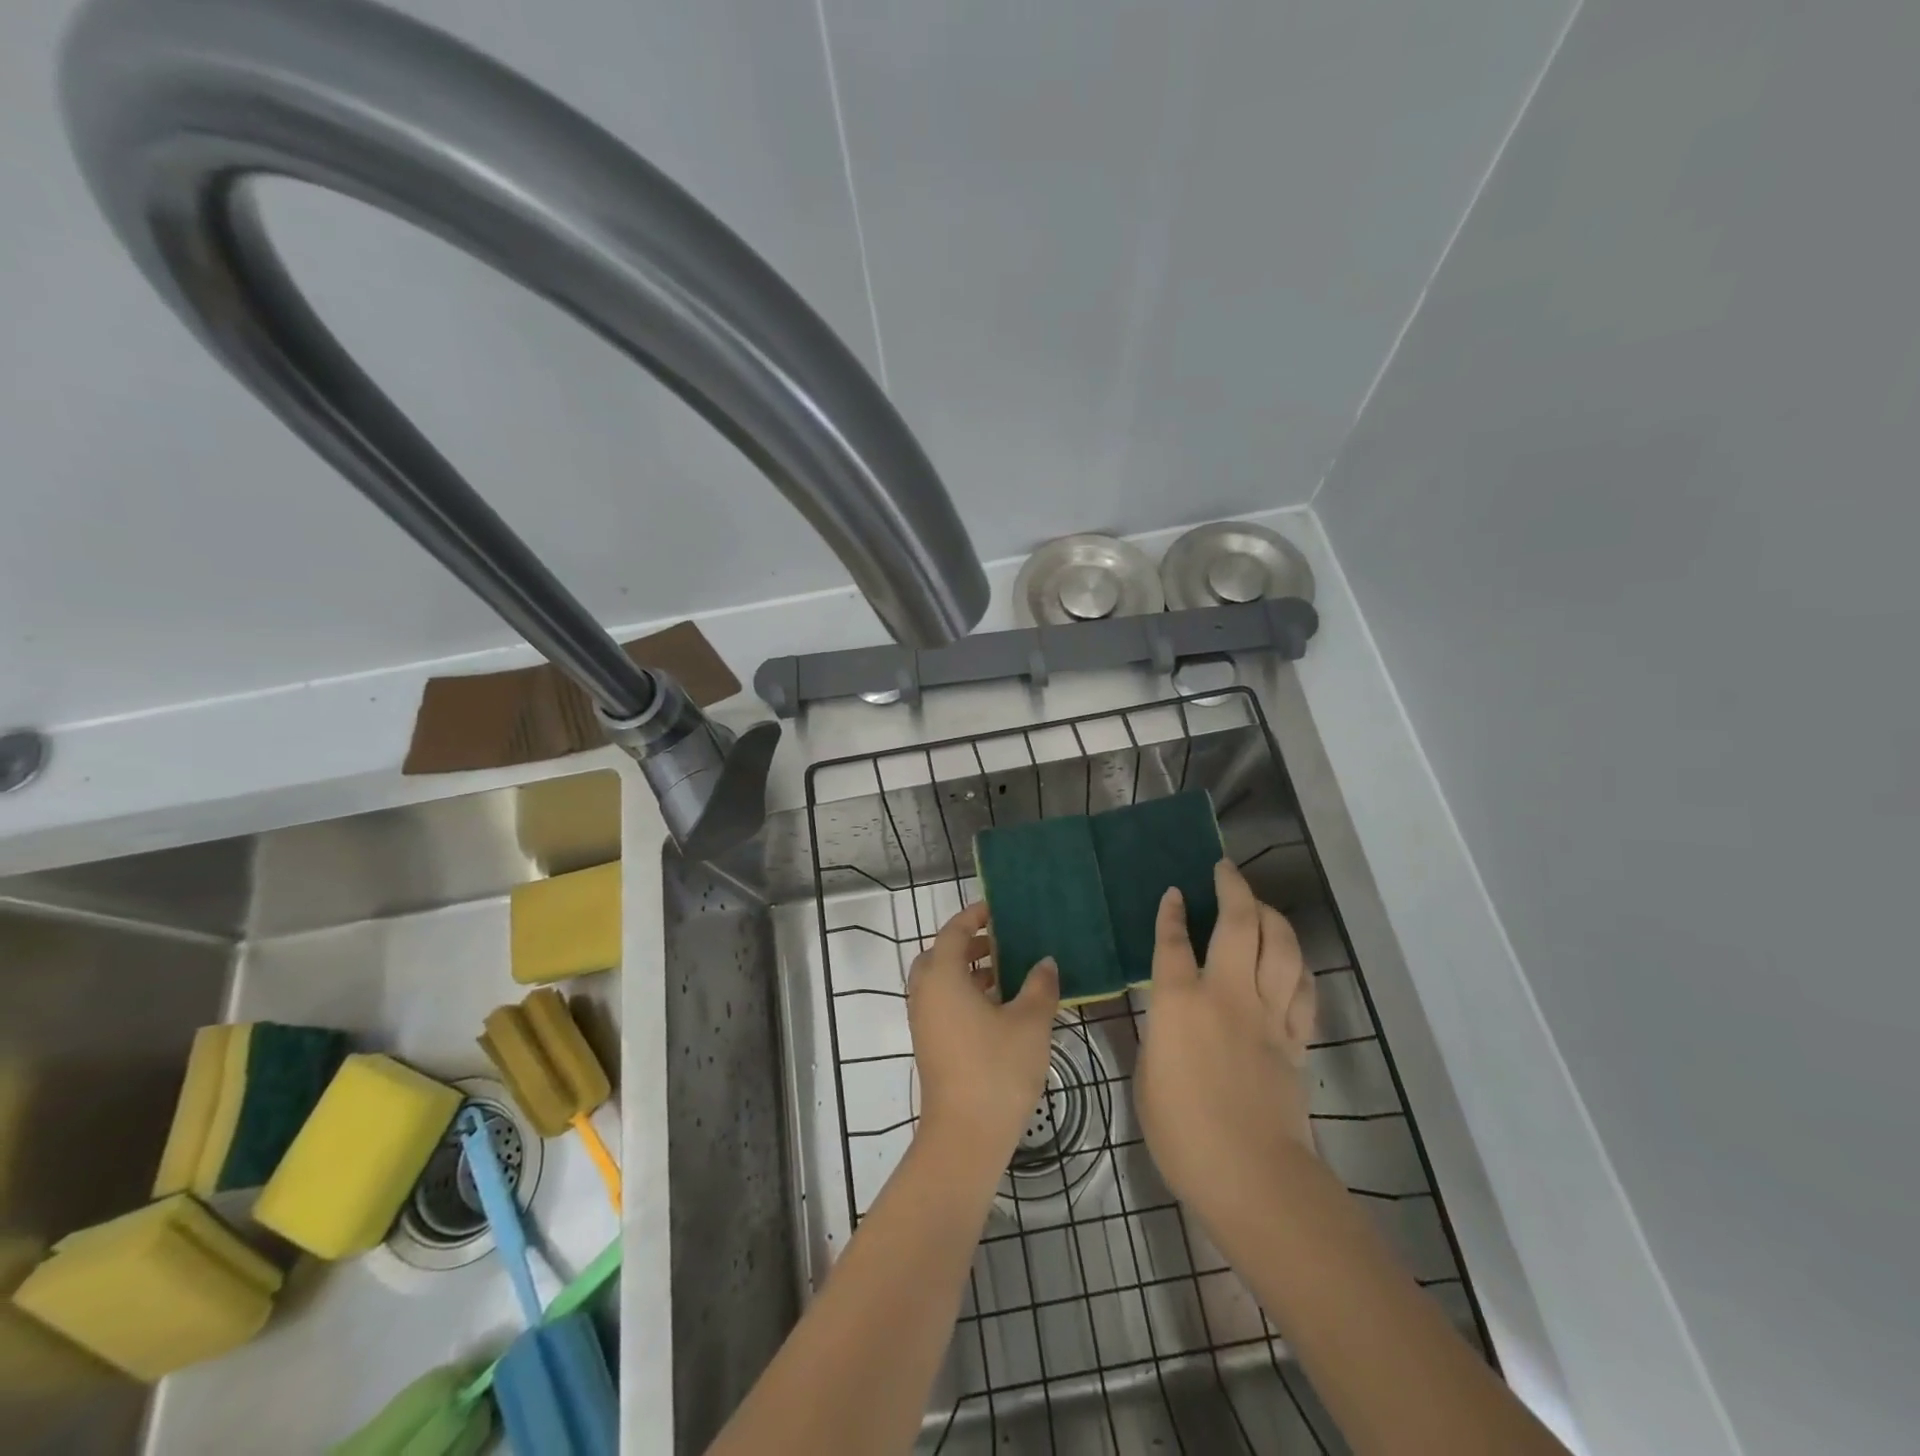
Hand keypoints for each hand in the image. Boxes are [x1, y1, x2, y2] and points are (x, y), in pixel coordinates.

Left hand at [907, 901, 1060, 1161]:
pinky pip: (944, 1004)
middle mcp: (925, 993)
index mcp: (943, 977)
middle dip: (970, 945)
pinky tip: (999, 1010)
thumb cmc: (997, 1069)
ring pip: (942, 982)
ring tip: (1008, 974)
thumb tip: (1045, 962)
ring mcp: (924, 1021)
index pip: (954, 932)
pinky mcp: (930, 1044)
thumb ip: (1040, 986)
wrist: (965, 1136)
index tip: (996, 909)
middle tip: (1002, 943)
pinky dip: (966, 995)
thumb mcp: (1030, 1023)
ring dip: (969, 972)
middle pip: (942, 955)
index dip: (974, 916)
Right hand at [1135, 859, 1317, 1220]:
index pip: (1172, 941)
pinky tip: (1290, 959)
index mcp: (1179, 1003)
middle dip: (1232, 888)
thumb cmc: (1181, 1131)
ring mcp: (1267, 1015)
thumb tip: (1168, 1019)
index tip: (1174, 892)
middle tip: (1225, 870)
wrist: (1250, 1174)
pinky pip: (1302, 989)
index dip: (1171, 913)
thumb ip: (1158, 1035)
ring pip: (1280, 946)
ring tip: (1259, 905)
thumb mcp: (1147, 1075)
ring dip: (1271, 916)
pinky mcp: (1295, 1039)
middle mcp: (1226, 994)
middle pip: (1238, 924)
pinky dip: (1297, 965)